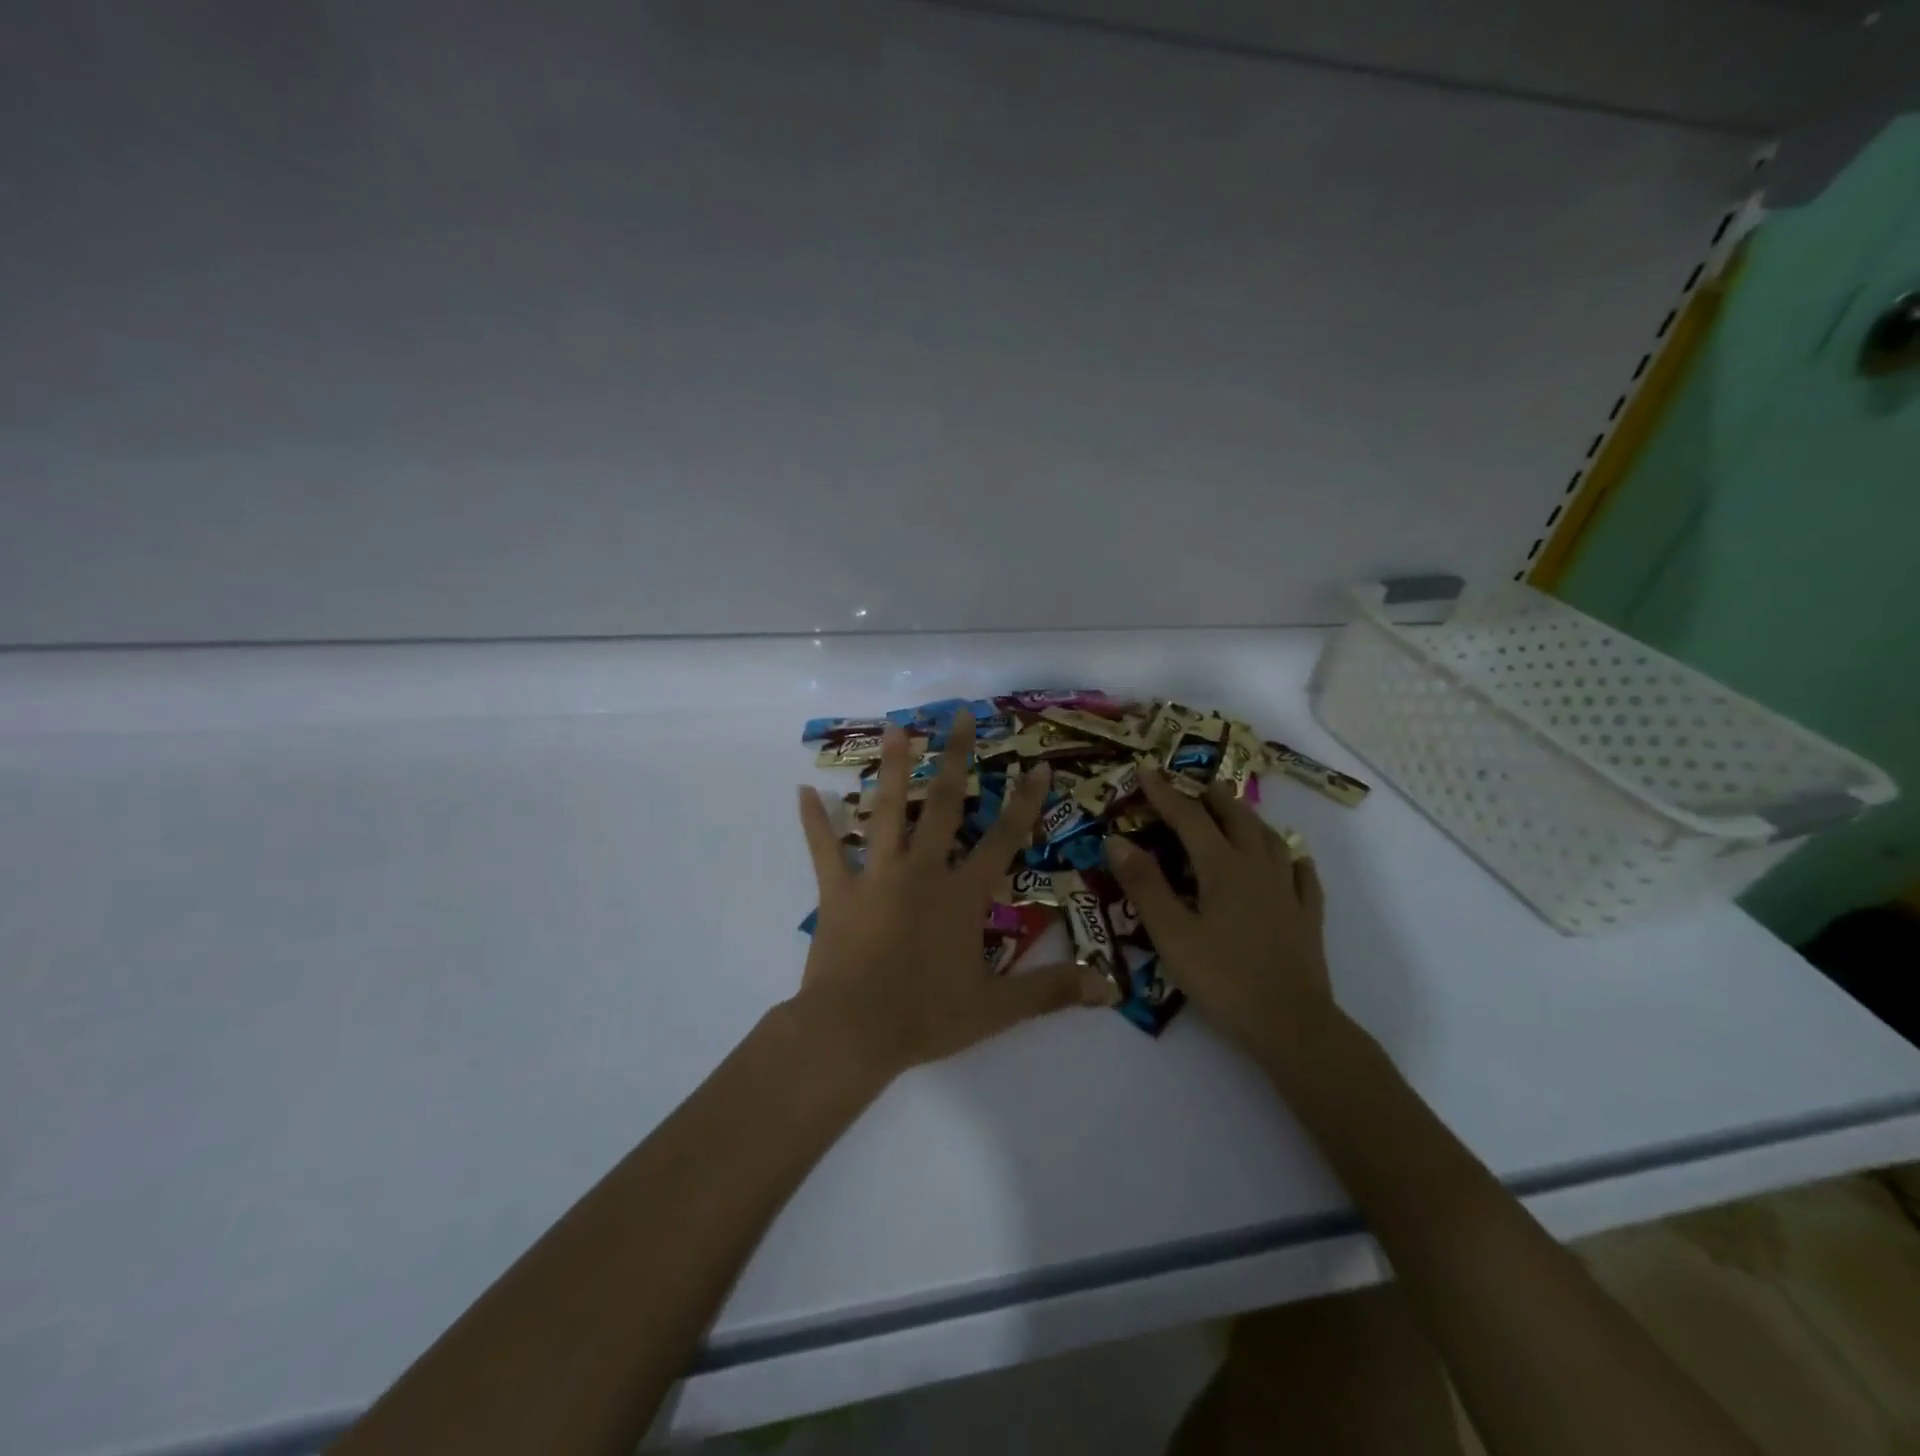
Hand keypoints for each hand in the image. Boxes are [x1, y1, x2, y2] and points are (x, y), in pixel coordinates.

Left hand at [794, 712, 1110, 1079]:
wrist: (853, 1032)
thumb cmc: (926, 1017)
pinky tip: (804, 791)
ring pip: (886, 810)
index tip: (1035, 765)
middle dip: (955, 758)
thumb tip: (1106, 987)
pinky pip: (824, 848)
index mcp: (961, 894)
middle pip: (942, 805)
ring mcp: (877, 875)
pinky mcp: (838, 890)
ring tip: (896, 727)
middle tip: (958, 715)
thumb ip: (1049, 991)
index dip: (1024, 802)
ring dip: (892, 767)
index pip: (1003, 839)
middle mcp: (922, 871)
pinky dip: (814, 821)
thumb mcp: (996, 1009)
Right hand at [1107, 767, 1336, 1064]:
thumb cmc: (1222, 978)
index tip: (1146, 770)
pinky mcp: (1307, 915)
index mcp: (1222, 867)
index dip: (1165, 793)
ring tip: (1234, 812)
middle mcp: (1257, 866)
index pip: (1189, 817)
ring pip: (1269, 838)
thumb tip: (1116, 839)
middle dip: (1211, 796)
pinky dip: (1290, 856)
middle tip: (1194, 785)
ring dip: (1248, 818)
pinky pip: (1301, 873)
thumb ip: (1144, 884)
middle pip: (1235, 817)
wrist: (1291, 1023)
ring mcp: (1288, 889)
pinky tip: (1291, 857)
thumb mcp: (1171, 934)